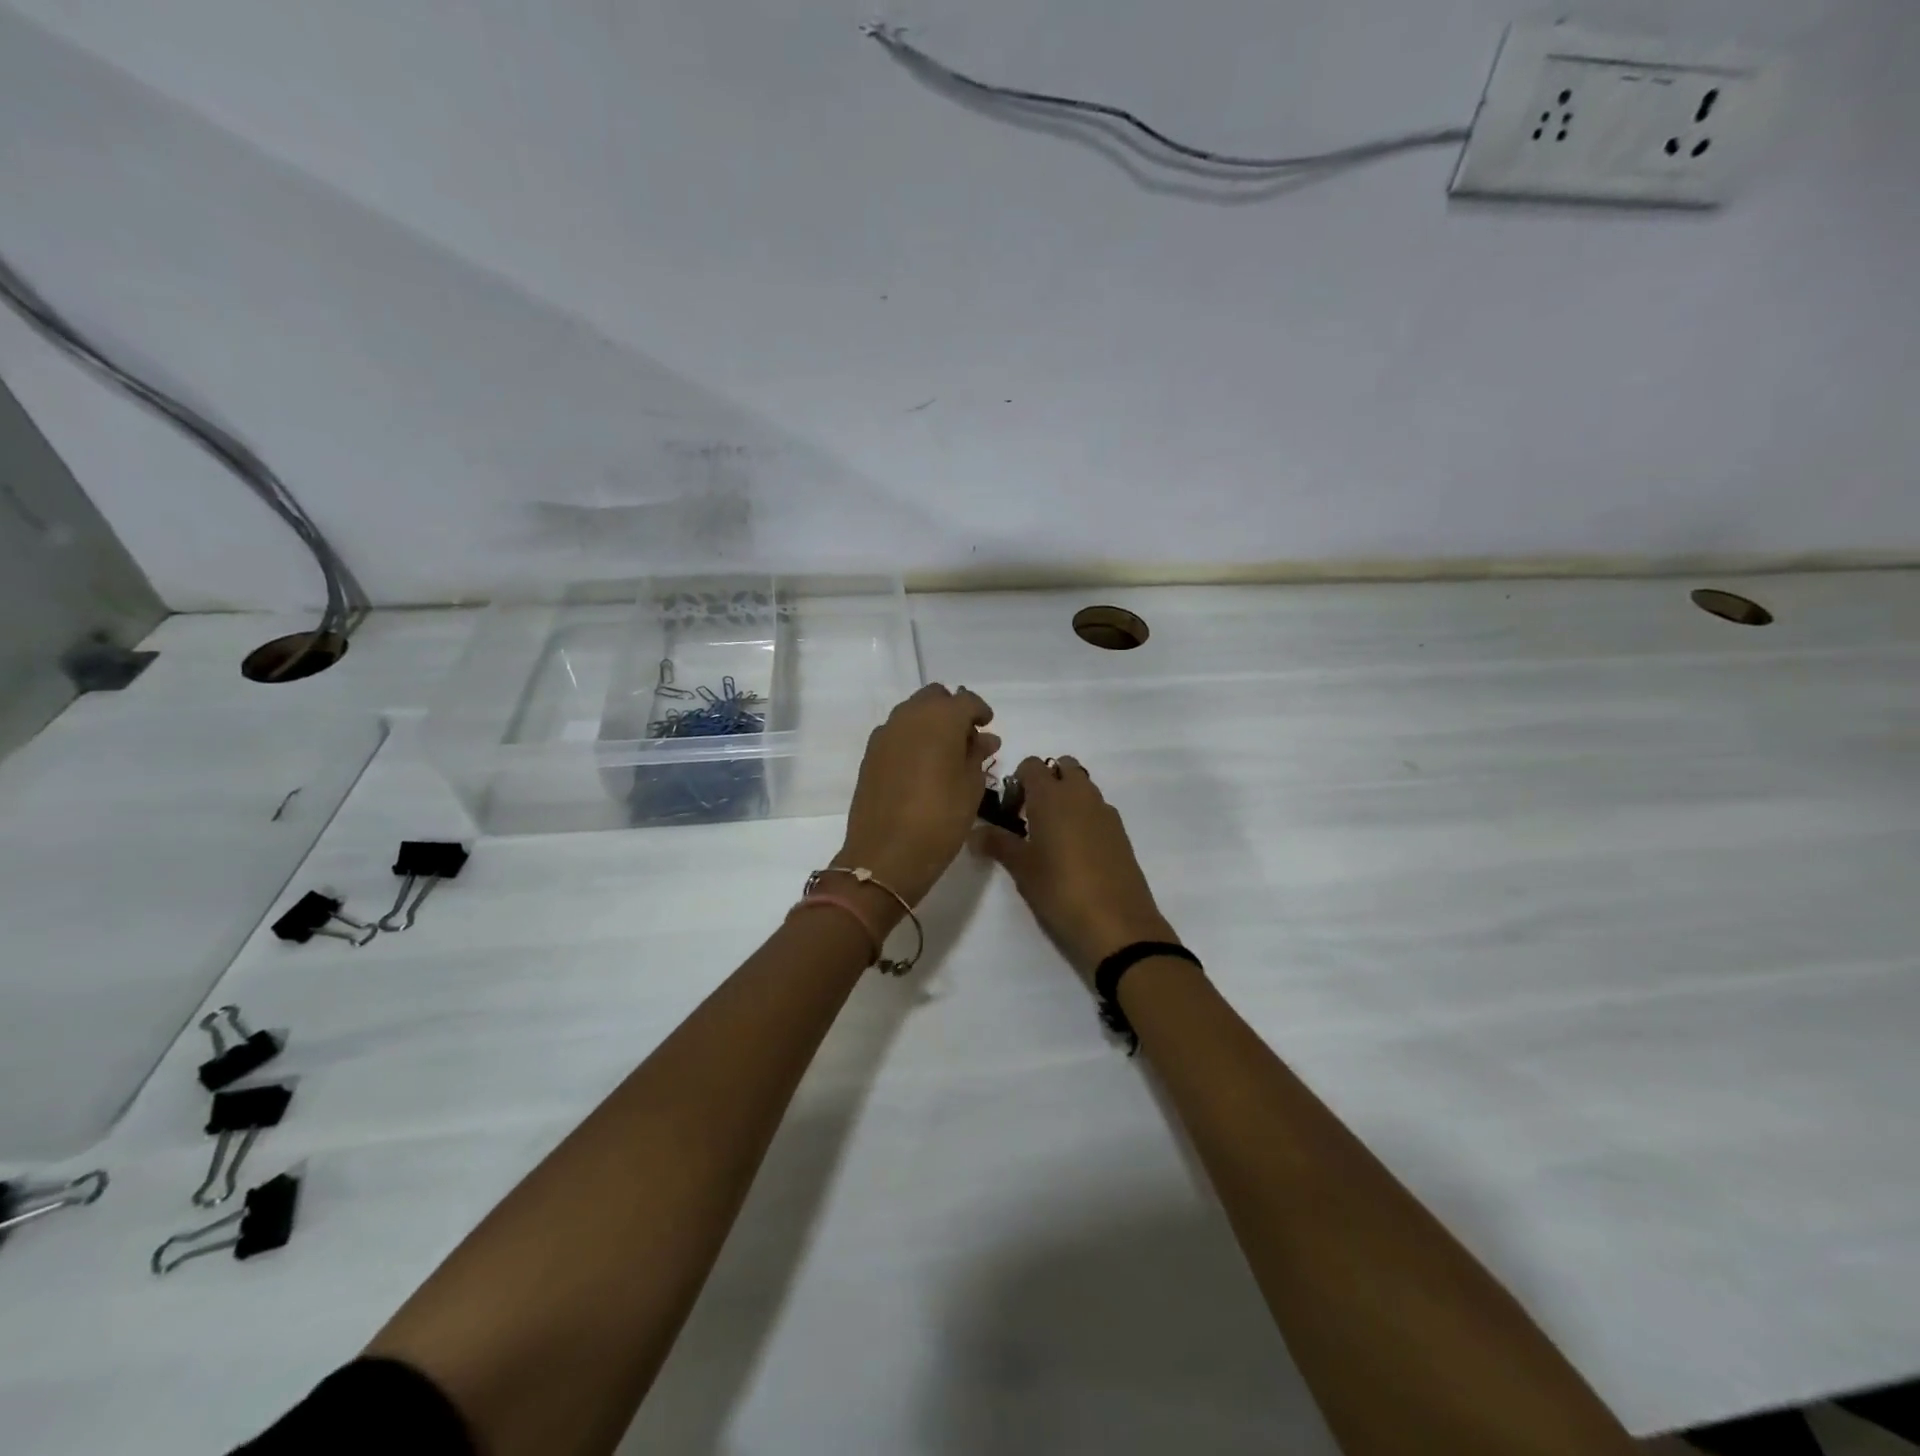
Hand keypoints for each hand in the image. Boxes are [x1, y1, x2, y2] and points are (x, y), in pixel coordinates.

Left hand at [835, 684, 999, 913]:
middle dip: (952, 711)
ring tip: (945, 755)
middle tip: (967, 740)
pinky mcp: (870, 754)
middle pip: (934, 698)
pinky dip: (912, 739)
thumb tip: (984, 738)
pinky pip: (896, 733)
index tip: (988, 729)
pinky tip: (921, 766)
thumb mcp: (971, 788)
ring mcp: (885, 734)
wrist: (885, 855)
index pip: (966, 700)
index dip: (981, 712)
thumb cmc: (940, 820)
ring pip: (912, 712)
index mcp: (940, 718)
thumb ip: (978, 755)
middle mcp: (909, 716)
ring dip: (930, 723)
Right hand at [975, 756, 1179, 981]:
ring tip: (1053, 837)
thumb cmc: (1060, 889)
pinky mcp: (1121, 832)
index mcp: (1051, 795)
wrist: (1116, 923)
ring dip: (1067, 799)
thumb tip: (974, 833)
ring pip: (1083, 787)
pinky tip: (1077, 852)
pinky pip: (1098, 809)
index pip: (1031, 764)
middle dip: (1047, 782)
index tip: (1010, 811)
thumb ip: (997, 843)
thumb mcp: (1022, 868)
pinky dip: (1085, 817)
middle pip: (1063, 767)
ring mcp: (1104, 811)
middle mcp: (1080, 794)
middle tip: (1032, 817)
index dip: (1018, 781)